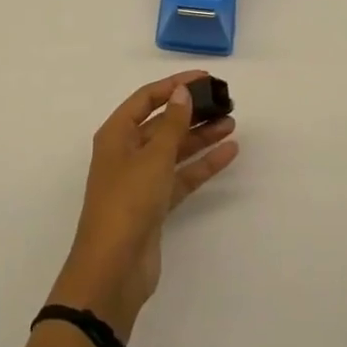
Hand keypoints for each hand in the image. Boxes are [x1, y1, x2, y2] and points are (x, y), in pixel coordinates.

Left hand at [49, 71, 238, 339]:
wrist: (114, 269)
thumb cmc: (128, 201)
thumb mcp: (152, 157)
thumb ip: (172, 124)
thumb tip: (181, 92)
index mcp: (116, 134)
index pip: (147, 98)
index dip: (174, 85)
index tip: (205, 78)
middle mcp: (127, 152)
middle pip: (163, 123)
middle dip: (191, 111)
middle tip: (224, 102)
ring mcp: (141, 179)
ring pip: (175, 149)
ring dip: (201, 136)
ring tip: (231, 122)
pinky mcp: (156, 204)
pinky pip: (182, 175)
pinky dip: (203, 164)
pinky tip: (228, 153)